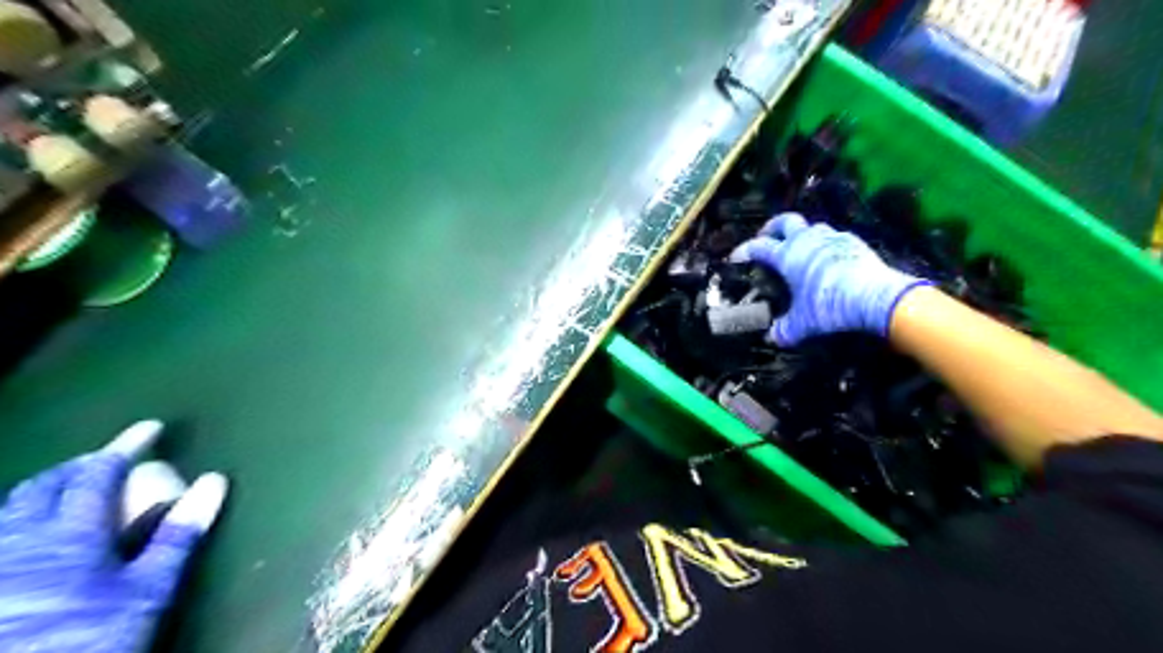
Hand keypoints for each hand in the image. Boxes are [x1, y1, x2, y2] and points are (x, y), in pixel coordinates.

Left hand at [1, 421, 226, 650]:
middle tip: (110, 456)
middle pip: (43, 486)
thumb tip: (215, 480)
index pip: (98, 474)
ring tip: (69, 488)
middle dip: (78, 464)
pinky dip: (18, 519)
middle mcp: (20, 540)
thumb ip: (179, 532)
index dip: (125, 446)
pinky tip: (29, 534)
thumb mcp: (149, 588)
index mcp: (70, 534)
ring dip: (44, 490)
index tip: (151, 427)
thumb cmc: (92, 637)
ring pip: (8, 510)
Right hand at [729, 211, 931, 345]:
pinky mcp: (855, 242)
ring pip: (812, 227)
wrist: (875, 296)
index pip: (759, 247)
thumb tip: (772, 338)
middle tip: (767, 237)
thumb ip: (785, 329)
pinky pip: (834, 238)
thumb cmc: (829, 305)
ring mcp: (833, 238)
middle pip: (786, 221)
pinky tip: (829, 260)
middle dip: (773, 227)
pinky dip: (826, 245)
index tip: (736, 257)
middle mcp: (807, 240)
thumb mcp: (803, 323)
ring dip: (803, 235)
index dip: (745, 250)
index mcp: (788, 255)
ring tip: (800, 249)